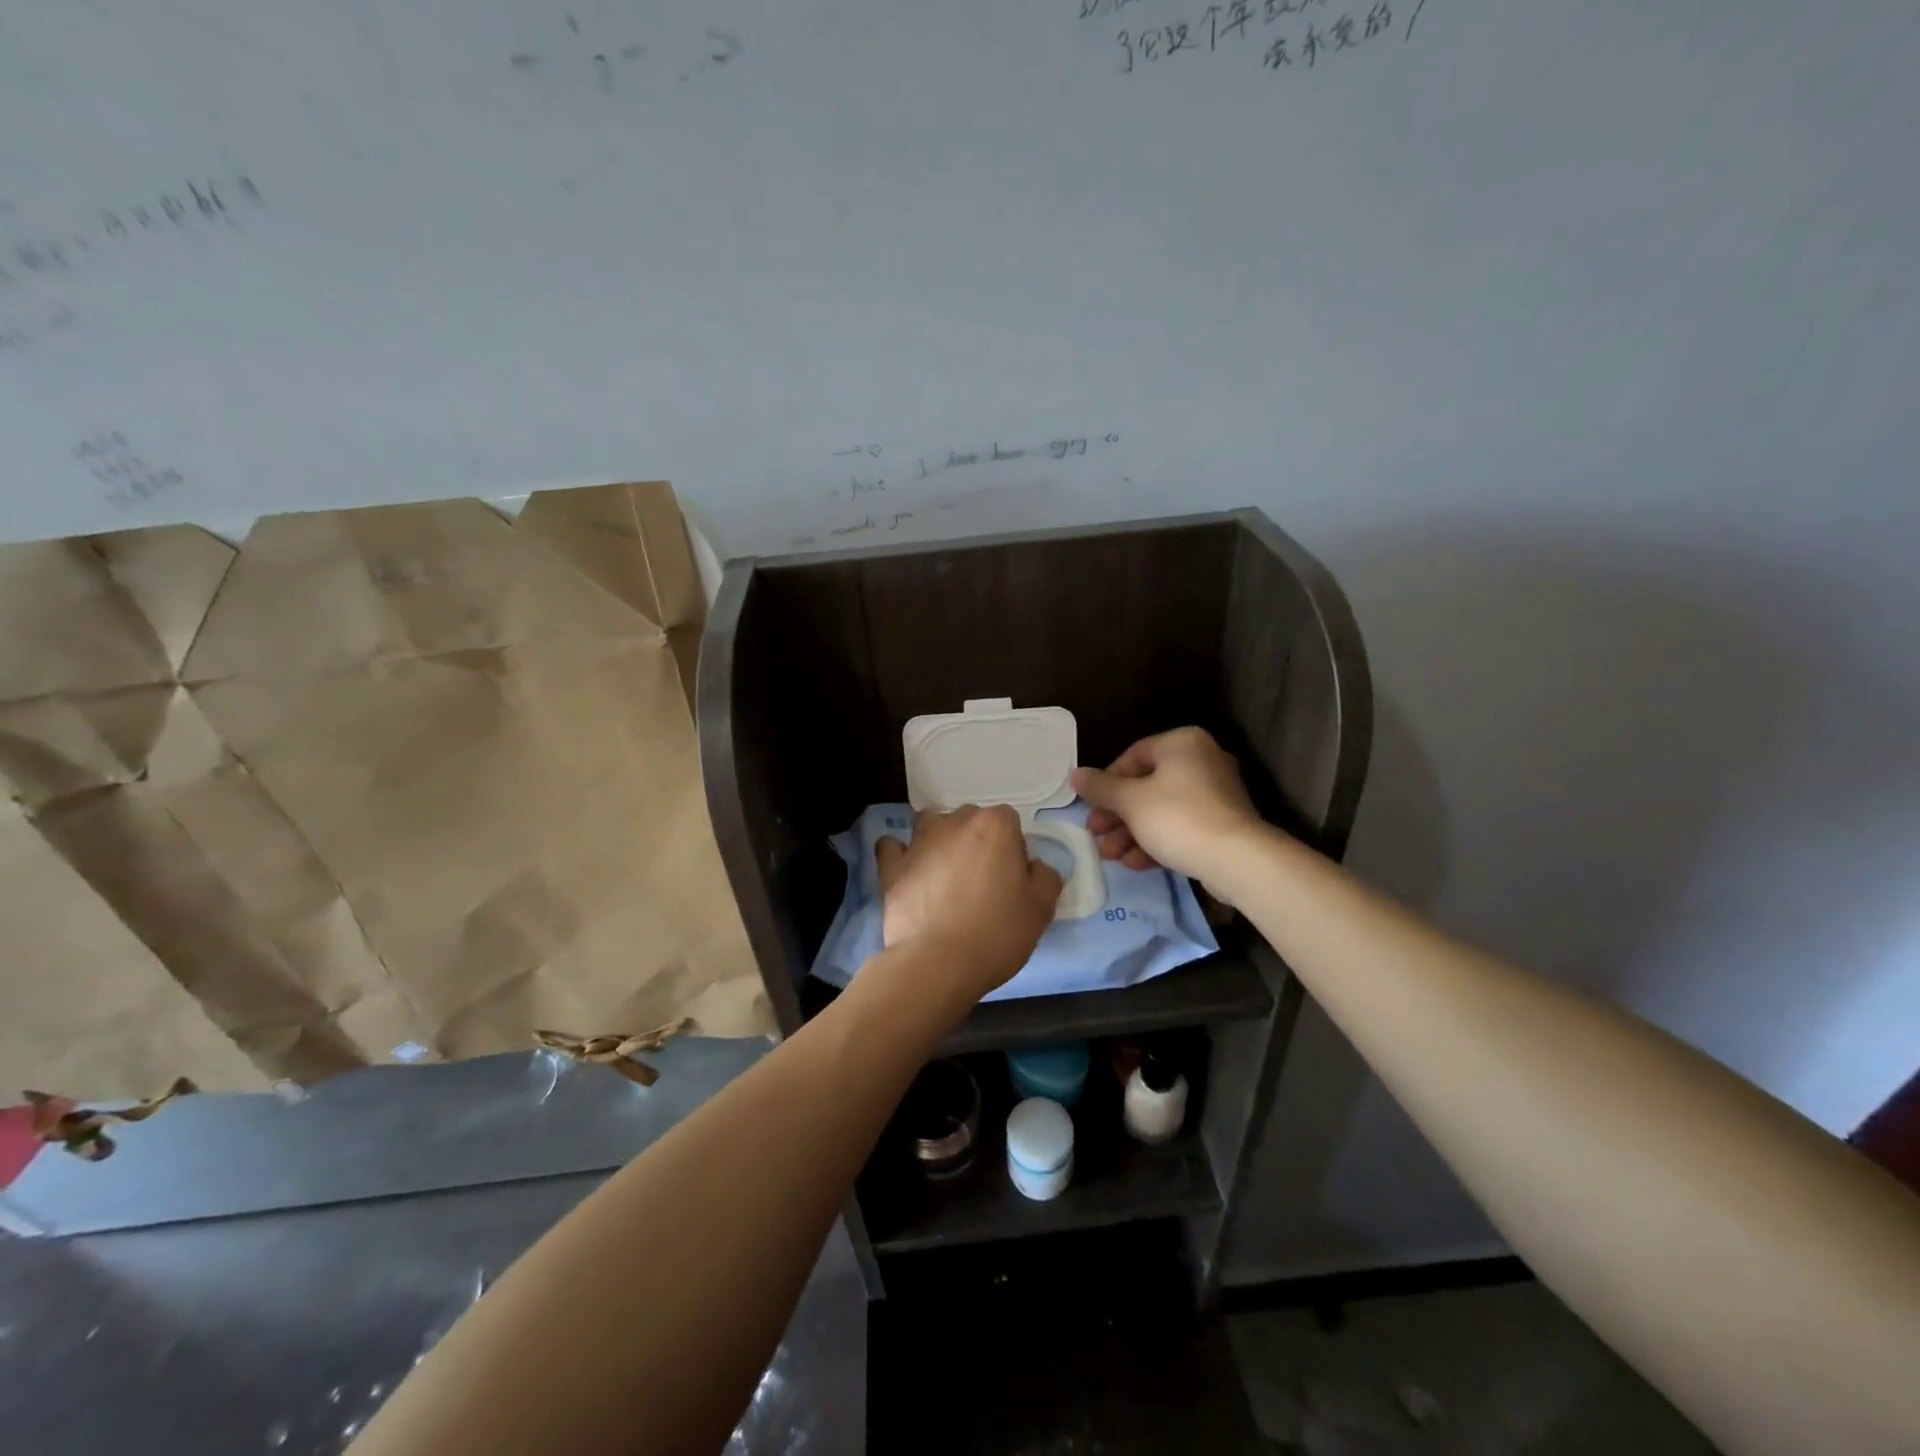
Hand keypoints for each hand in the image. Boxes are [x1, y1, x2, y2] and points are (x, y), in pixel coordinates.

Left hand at [875, 805, 1063, 1000]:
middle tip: (982, 880)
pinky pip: (892, 846)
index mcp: (995, 826)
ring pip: (931, 824)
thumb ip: (1045, 877)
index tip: (1012, 877)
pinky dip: (899, 853)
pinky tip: (907, 870)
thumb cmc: (996, 933)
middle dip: (977, 840)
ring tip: (945, 873)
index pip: (1009, 821)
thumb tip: (1035, 866)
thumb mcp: (1041, 910)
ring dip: (939, 839)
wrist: (937, 963)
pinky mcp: (891, 866)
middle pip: (970, 819)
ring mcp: (919, 842)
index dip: (1012, 847)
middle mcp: (955, 822)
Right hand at [1071, 728, 1264, 894]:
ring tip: (1111, 855)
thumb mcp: (1129, 802)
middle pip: (1146, 786)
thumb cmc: (1177, 817)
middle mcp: (1202, 760)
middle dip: (1117, 815)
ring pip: (1161, 810)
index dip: (1106, 783)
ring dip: (1131, 832)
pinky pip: (1180, 826)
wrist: (1236, 859)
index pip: (1132, 756)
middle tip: (1096, 834)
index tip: (1092, 807)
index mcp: (1182, 743)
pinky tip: (1136, 863)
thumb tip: (1075, 775)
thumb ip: (1100, 788)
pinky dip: (1156, 841)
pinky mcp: (1222, 824)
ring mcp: (1215, 793)